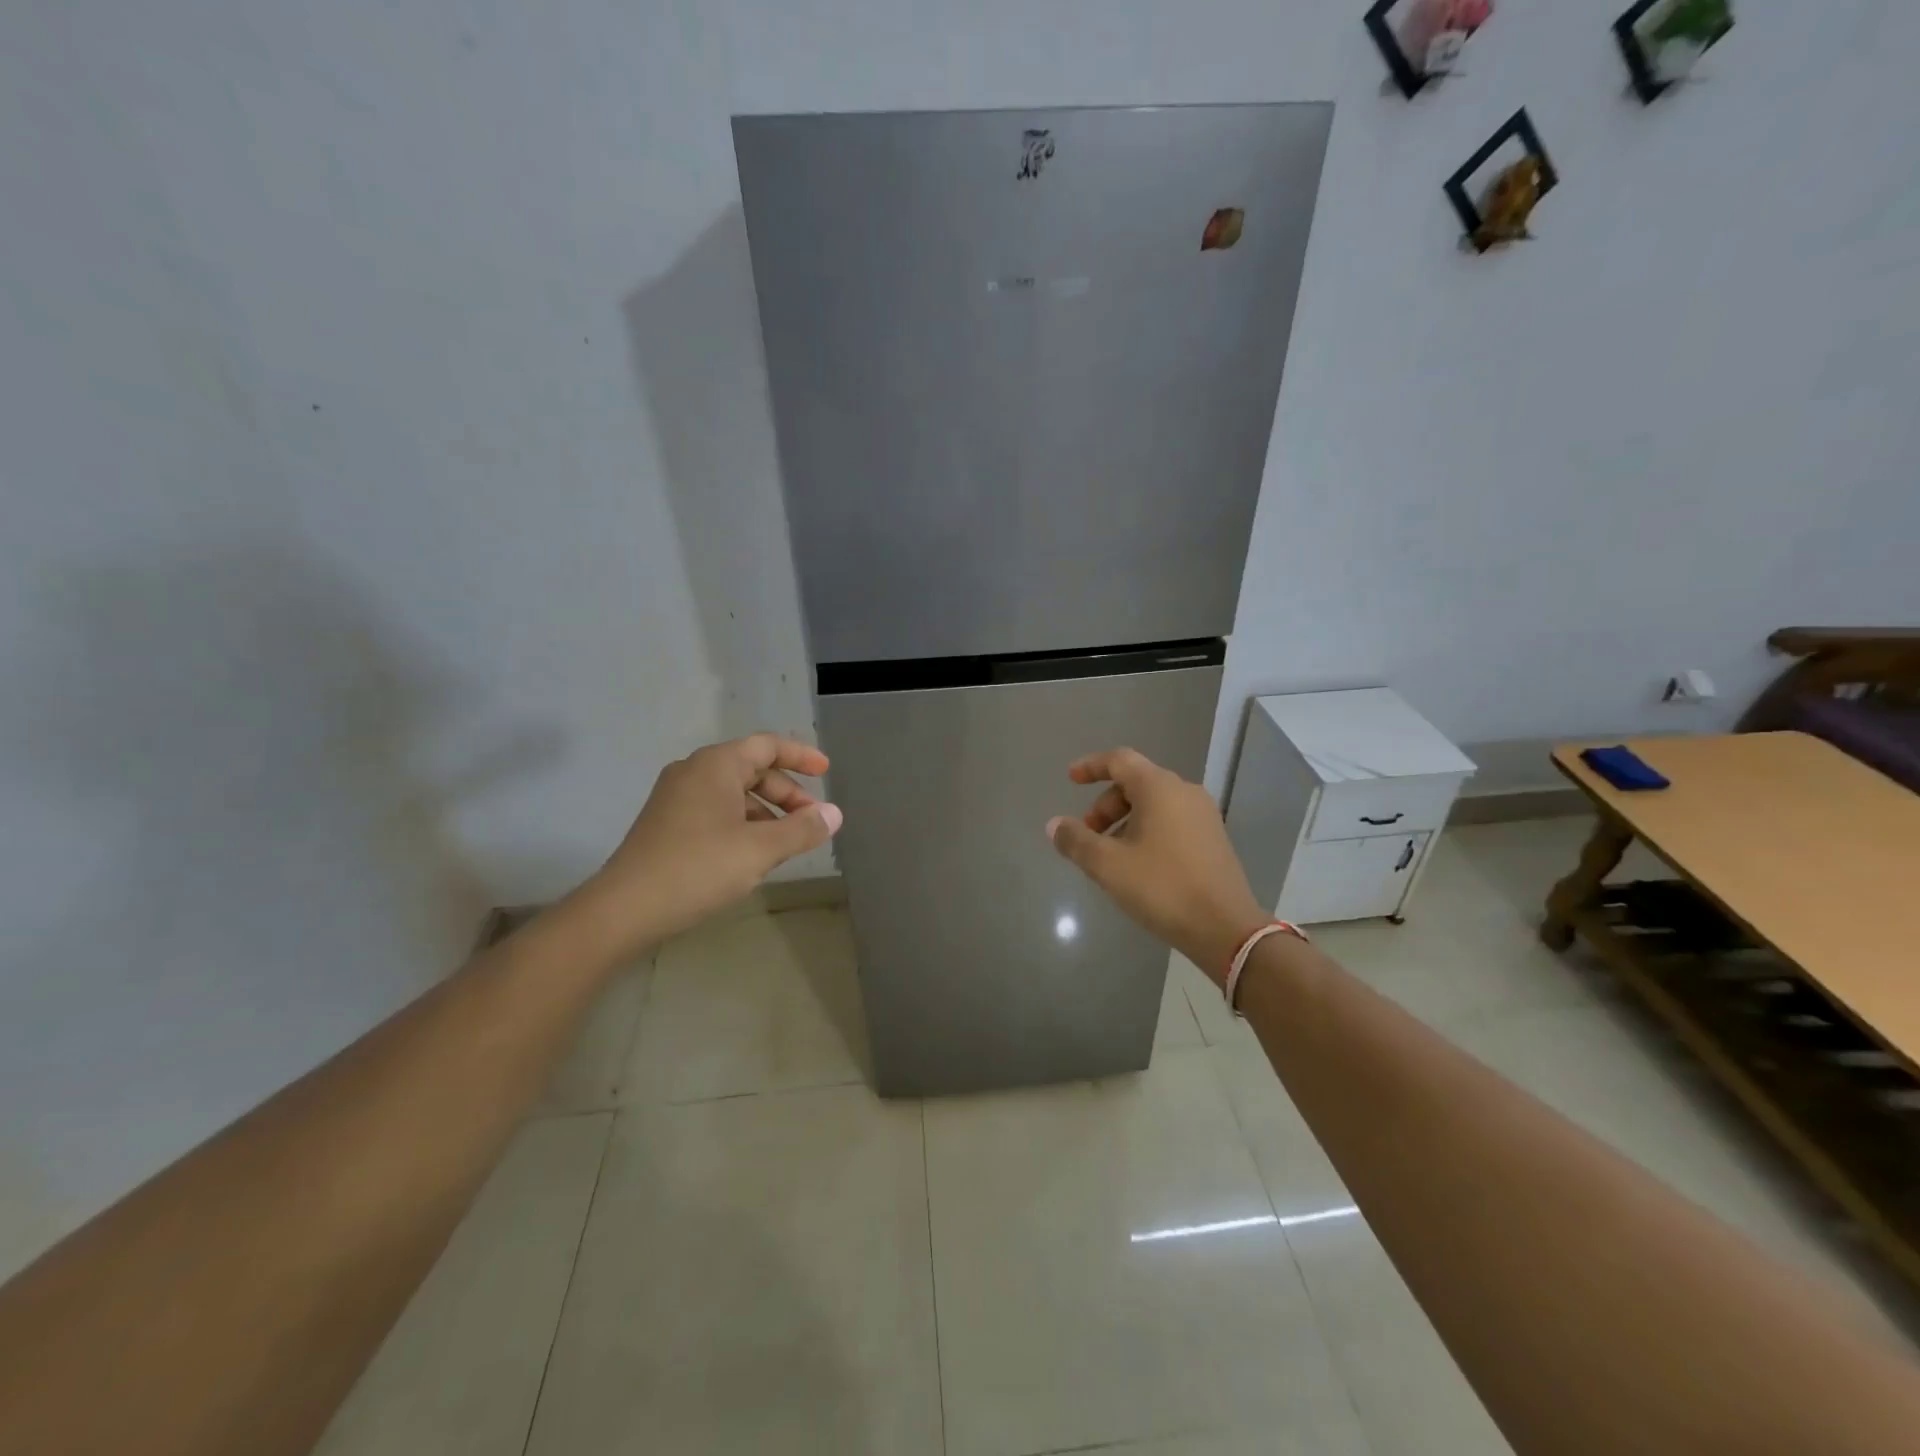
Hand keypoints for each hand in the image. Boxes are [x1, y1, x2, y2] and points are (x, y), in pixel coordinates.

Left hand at [578, 733, 841, 956]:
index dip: (801, 756)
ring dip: (766, 812)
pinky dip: (743, 824)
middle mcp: (693, 772)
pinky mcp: (667, 824)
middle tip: (811, 820)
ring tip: (787, 843)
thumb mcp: (760, 849)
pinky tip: (752, 855)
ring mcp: (676, 798)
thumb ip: (802, 829)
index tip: (826, 771)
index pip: (767, 745)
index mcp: (716, 765)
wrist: (624, 909)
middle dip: (786, 792)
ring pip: (734, 793)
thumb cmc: (698, 868)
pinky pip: (716, 811)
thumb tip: (834, 814)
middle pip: (752, 769)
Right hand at [1046, 748, 1267, 984]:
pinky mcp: (1213, 838)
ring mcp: (1203, 815)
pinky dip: (1146, 830)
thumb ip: (1077, 841)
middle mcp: (1184, 792)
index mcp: (1160, 788)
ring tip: (1109, 855)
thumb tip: (1055, 825)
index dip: (1091, 766)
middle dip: (1105, 805)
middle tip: (1087, 835)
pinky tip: (1137, 864)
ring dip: (1125, 820)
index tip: (1070, 779)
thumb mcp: (1108, 866)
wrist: (1226, 928)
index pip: (1119, 760)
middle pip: (1136, 783)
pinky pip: (1171, 820)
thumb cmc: (1162, 888)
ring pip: (1154, 804)